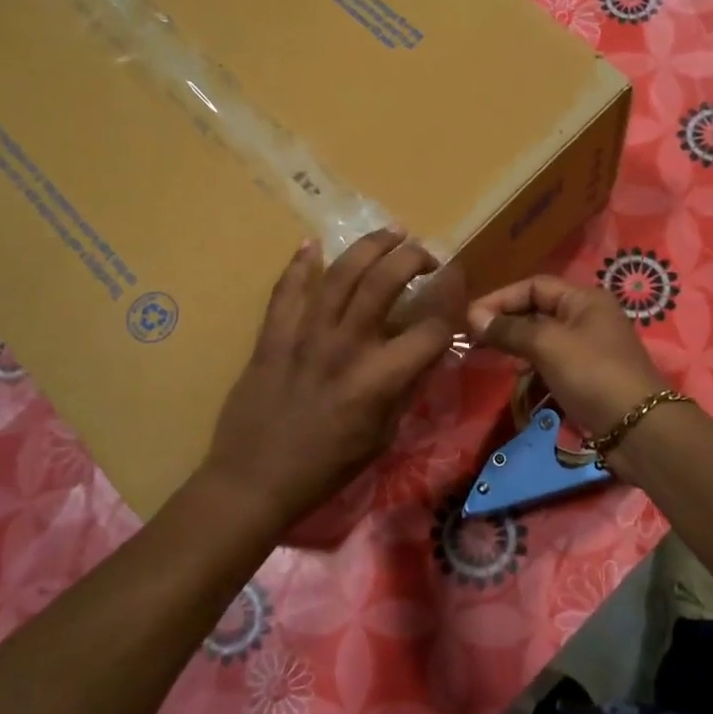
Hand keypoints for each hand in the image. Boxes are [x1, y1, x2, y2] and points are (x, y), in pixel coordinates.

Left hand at [204, 232, 454, 534]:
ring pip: (340, 273)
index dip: (452, 303)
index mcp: (378, 379)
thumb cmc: (326, 468)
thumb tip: (428, 351)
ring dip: (369, 246)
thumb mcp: (382, 436)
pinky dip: (300, 264)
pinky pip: (286, 289)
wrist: (254, 481)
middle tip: (426, 254)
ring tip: (391, 232)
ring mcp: (304, 336)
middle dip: (413, 258)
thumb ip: (406, 388)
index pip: (431, 329)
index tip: (458, 285)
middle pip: (385, 282)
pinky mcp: (272, 336)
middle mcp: (345, 347)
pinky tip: (312, 245)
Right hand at [468, 275, 668, 437]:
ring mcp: (590, 348)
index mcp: (585, 299)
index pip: (534, 286)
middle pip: (539, 311)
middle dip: (507, 323)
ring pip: (544, 339)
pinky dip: (534, 368)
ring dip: (518, 347)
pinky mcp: (589, 376)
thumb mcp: (548, 345)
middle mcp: (589, 318)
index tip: (470, 318)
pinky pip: (553, 363)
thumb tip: (473, 316)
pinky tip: (521, 379)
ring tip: (494, 358)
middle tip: (474, 340)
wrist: (638, 429)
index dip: (501, 298)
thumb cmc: (592, 374)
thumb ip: (510, 329)